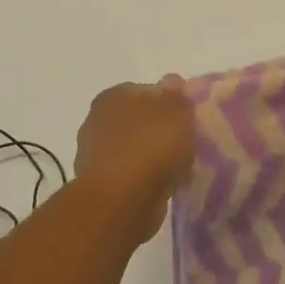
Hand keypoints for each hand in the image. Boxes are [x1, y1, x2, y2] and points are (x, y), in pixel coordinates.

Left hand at [73, 77, 195, 235]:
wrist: (122, 200)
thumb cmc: (151, 146)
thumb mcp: (176, 110)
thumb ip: (176, 95)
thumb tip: (171, 82)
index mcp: (113, 95)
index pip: (146, 90)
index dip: (170, 102)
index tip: (188, 118)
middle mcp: (98, 120)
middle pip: (140, 120)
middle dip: (161, 130)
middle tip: (186, 143)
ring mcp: (96, 154)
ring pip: (136, 148)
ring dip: (154, 157)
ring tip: (180, 168)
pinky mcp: (102, 184)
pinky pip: (133, 175)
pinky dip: (147, 178)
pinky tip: (166, 186)